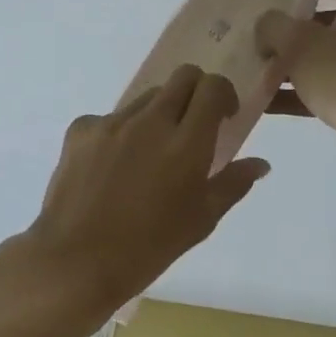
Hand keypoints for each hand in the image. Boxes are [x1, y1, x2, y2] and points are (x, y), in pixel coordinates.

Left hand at [24, 65, 270, 331]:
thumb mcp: (200, 221)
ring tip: (149, 154)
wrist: (76, 260)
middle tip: (192, 125)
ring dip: (158, 114)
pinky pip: (109, 118)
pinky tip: (112, 167)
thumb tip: (259, 163)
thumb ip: (232, 184)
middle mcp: (151, 121)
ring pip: (146, 98)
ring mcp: (112, 122)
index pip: (212, 88)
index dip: (223, 94)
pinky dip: (120, 133)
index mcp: (186, 143)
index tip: (223, 116)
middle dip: (195, 91)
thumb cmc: (148, 248)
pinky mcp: (81, 128)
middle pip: (182, 76)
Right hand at [257, 0, 335, 186]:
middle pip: (332, 21)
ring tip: (256, 69)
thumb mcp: (299, 42)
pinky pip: (332, 91)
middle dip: (296, 28)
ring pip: (329, 59)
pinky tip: (266, 103)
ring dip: (294, 64)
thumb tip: (266, 27)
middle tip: (262, 32)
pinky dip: (303, 94)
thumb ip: (273, 26)